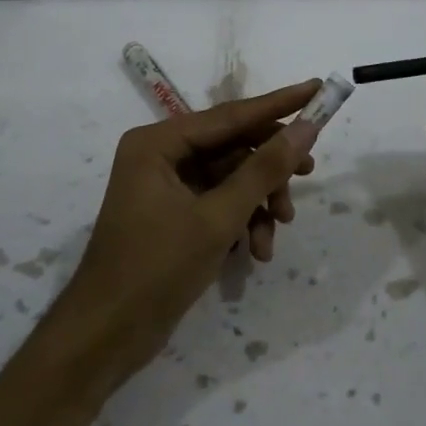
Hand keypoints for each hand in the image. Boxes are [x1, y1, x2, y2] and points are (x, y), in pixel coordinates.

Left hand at [58, 80, 320, 377]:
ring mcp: (166, 186)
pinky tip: (256, 251)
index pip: (230, 115)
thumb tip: (306, 128)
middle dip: (269, 170)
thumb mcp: (218, 217)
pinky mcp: (174, 214)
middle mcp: (161, 155)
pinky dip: (242, 222)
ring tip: (276, 232)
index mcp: (158, 143)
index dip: (279, 104)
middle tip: (308, 176)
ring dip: (258, 203)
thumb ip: (264, 170)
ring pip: (231, 178)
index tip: (318, 89)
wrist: (107, 336)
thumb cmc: (156, 268)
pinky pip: (219, 203)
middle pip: (233, 147)